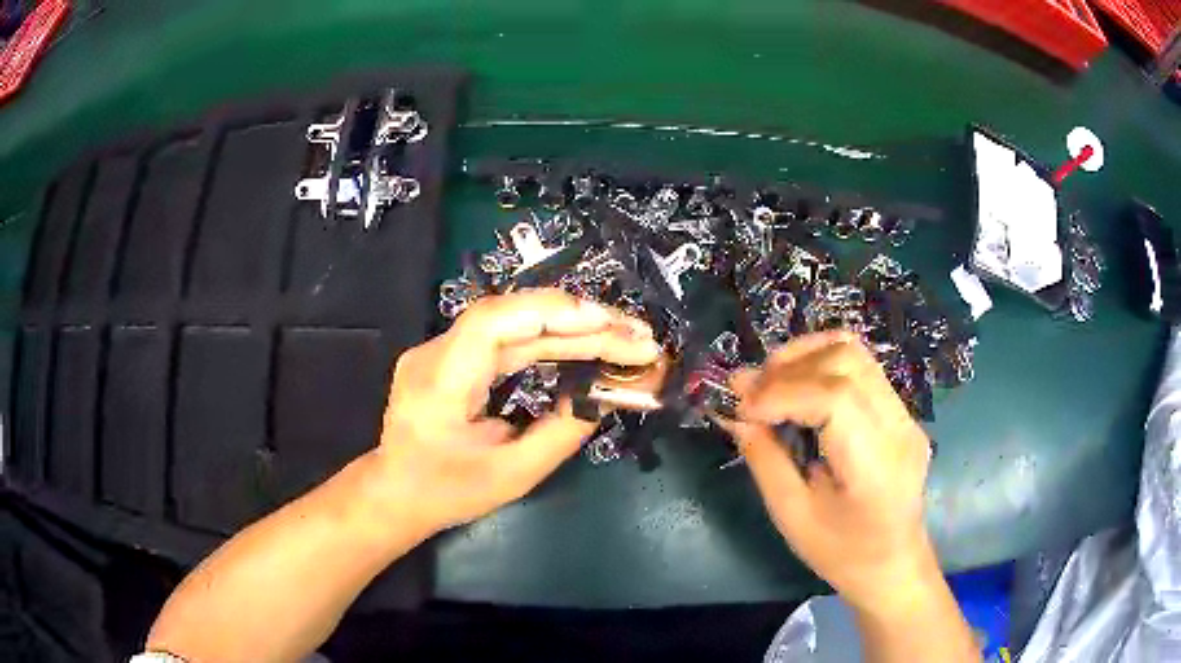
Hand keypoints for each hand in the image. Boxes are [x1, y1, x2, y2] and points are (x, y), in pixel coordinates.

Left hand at [369, 289, 660, 533]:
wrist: (394, 493)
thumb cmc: (445, 492)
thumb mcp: (510, 475)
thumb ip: (560, 434)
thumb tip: (606, 397)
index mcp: (439, 381)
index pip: (492, 322)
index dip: (551, 312)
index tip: (607, 323)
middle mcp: (436, 352)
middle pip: (514, 318)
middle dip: (581, 323)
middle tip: (638, 336)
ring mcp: (442, 349)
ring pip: (514, 323)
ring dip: (571, 327)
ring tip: (624, 336)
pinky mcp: (453, 355)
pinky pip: (506, 337)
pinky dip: (549, 338)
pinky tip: (583, 341)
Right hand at [728, 331, 937, 612]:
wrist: (894, 563)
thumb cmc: (842, 553)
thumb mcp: (793, 517)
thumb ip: (765, 460)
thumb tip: (735, 413)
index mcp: (876, 467)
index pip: (835, 398)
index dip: (783, 392)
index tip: (742, 407)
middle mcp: (899, 428)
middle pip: (847, 361)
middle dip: (789, 367)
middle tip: (749, 390)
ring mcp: (906, 415)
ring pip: (855, 352)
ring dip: (804, 358)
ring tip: (770, 382)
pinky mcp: (901, 411)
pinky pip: (861, 367)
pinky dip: (821, 364)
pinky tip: (798, 385)